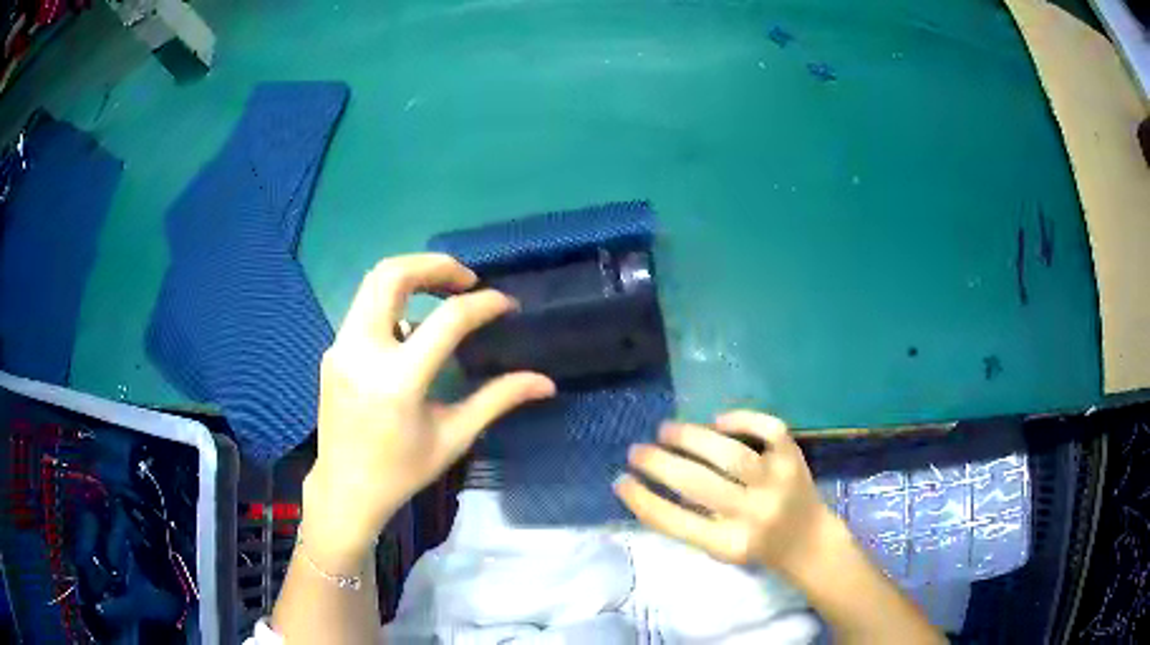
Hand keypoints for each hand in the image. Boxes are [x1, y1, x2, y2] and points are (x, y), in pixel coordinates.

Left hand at [302, 254, 555, 569]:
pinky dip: (394, 300)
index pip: (446, 320)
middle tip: (467, 279)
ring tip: (444, 291)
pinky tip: (414, 325)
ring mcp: (341, 348)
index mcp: (397, 380)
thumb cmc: (402, 471)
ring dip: (411, 276)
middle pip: (392, 275)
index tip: (506, 304)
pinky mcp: (332, 351)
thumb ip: (498, 400)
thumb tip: (545, 382)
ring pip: (372, 284)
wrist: (345, 490)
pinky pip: (364, 308)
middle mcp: (362, 352)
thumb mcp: (453, 437)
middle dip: (434, 265)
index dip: (483, 304)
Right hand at [614, 410, 836, 580]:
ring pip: (731, 454)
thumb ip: (690, 523)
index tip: (621, 481)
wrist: (808, 540)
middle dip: (660, 464)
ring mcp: (777, 483)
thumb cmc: (756, 546)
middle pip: (699, 484)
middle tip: (637, 451)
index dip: (643, 500)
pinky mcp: (794, 459)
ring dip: (692, 438)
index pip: (677, 522)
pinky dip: (743, 419)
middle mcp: (754, 514)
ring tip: (666, 430)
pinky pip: (769, 430)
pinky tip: (718, 420)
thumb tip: (651, 484)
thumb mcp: (719, 549)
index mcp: (730, 543)